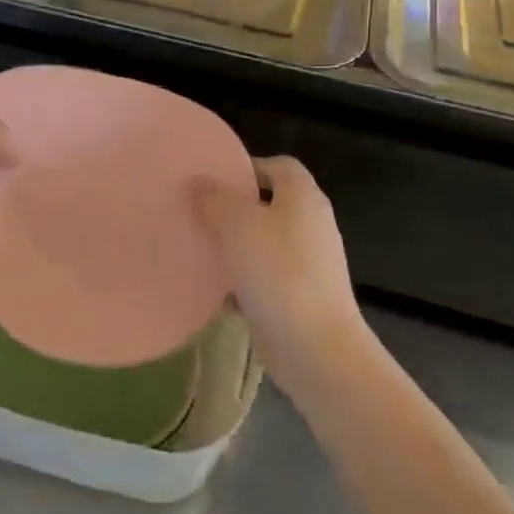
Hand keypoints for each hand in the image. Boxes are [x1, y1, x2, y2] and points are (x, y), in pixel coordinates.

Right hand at [196, 156, 370, 397]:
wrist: (315, 348)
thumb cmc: (278, 273)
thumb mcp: (237, 225)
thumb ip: (216, 198)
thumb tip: (200, 182)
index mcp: (303, 198)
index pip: (278, 166)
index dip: (247, 167)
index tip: (212, 180)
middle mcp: (311, 225)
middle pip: (269, 205)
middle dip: (234, 209)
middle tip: (198, 214)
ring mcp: (309, 264)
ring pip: (264, 244)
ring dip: (236, 247)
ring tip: (199, 250)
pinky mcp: (300, 297)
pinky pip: (265, 279)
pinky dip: (243, 282)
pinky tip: (215, 291)